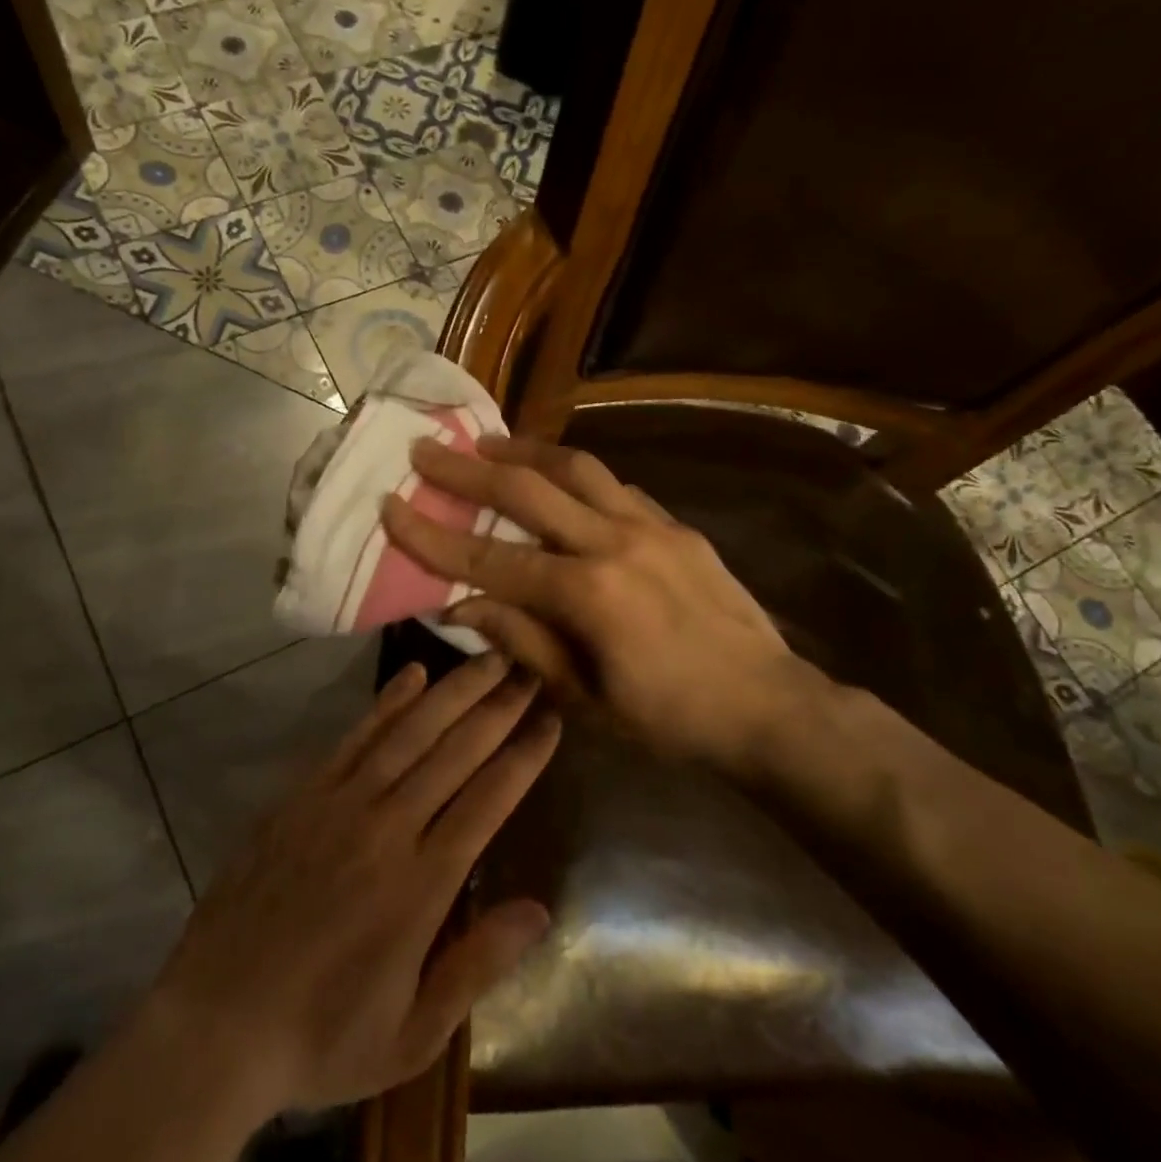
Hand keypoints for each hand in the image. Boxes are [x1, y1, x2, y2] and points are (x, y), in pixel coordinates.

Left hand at [145, 653, 559, 1116]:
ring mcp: (339, 804)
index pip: (488, 799)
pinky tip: (412, 675)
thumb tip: (540, 909)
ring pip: (409, 733)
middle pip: (455, 752)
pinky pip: (354, 738)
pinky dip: (386, 703)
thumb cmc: (322, 1036)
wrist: (215, 1024)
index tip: (551, 718)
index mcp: (421, 884)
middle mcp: (386, 828)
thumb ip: (478, 966)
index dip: (524, 755)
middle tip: (530, 667)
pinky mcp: (302, 796)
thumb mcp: (413, 1033)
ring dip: (453, 692)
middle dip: (498, 707)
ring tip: (487, 658)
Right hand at [381, 434, 833, 771]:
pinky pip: (615, 486)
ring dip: (524, 450)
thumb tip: (463, 603)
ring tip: (487, 442)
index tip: (391, 505)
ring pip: (577, 467)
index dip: (433, 534)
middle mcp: (614, 542)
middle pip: (528, 488)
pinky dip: (576, 475)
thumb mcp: (584, 698)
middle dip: (467, 469)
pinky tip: (558, 477)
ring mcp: (651, 526)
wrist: (769, 707)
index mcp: (586, 594)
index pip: (490, 557)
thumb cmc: (669, 719)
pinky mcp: (677, 525)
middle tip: (426, 449)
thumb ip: (522, 642)